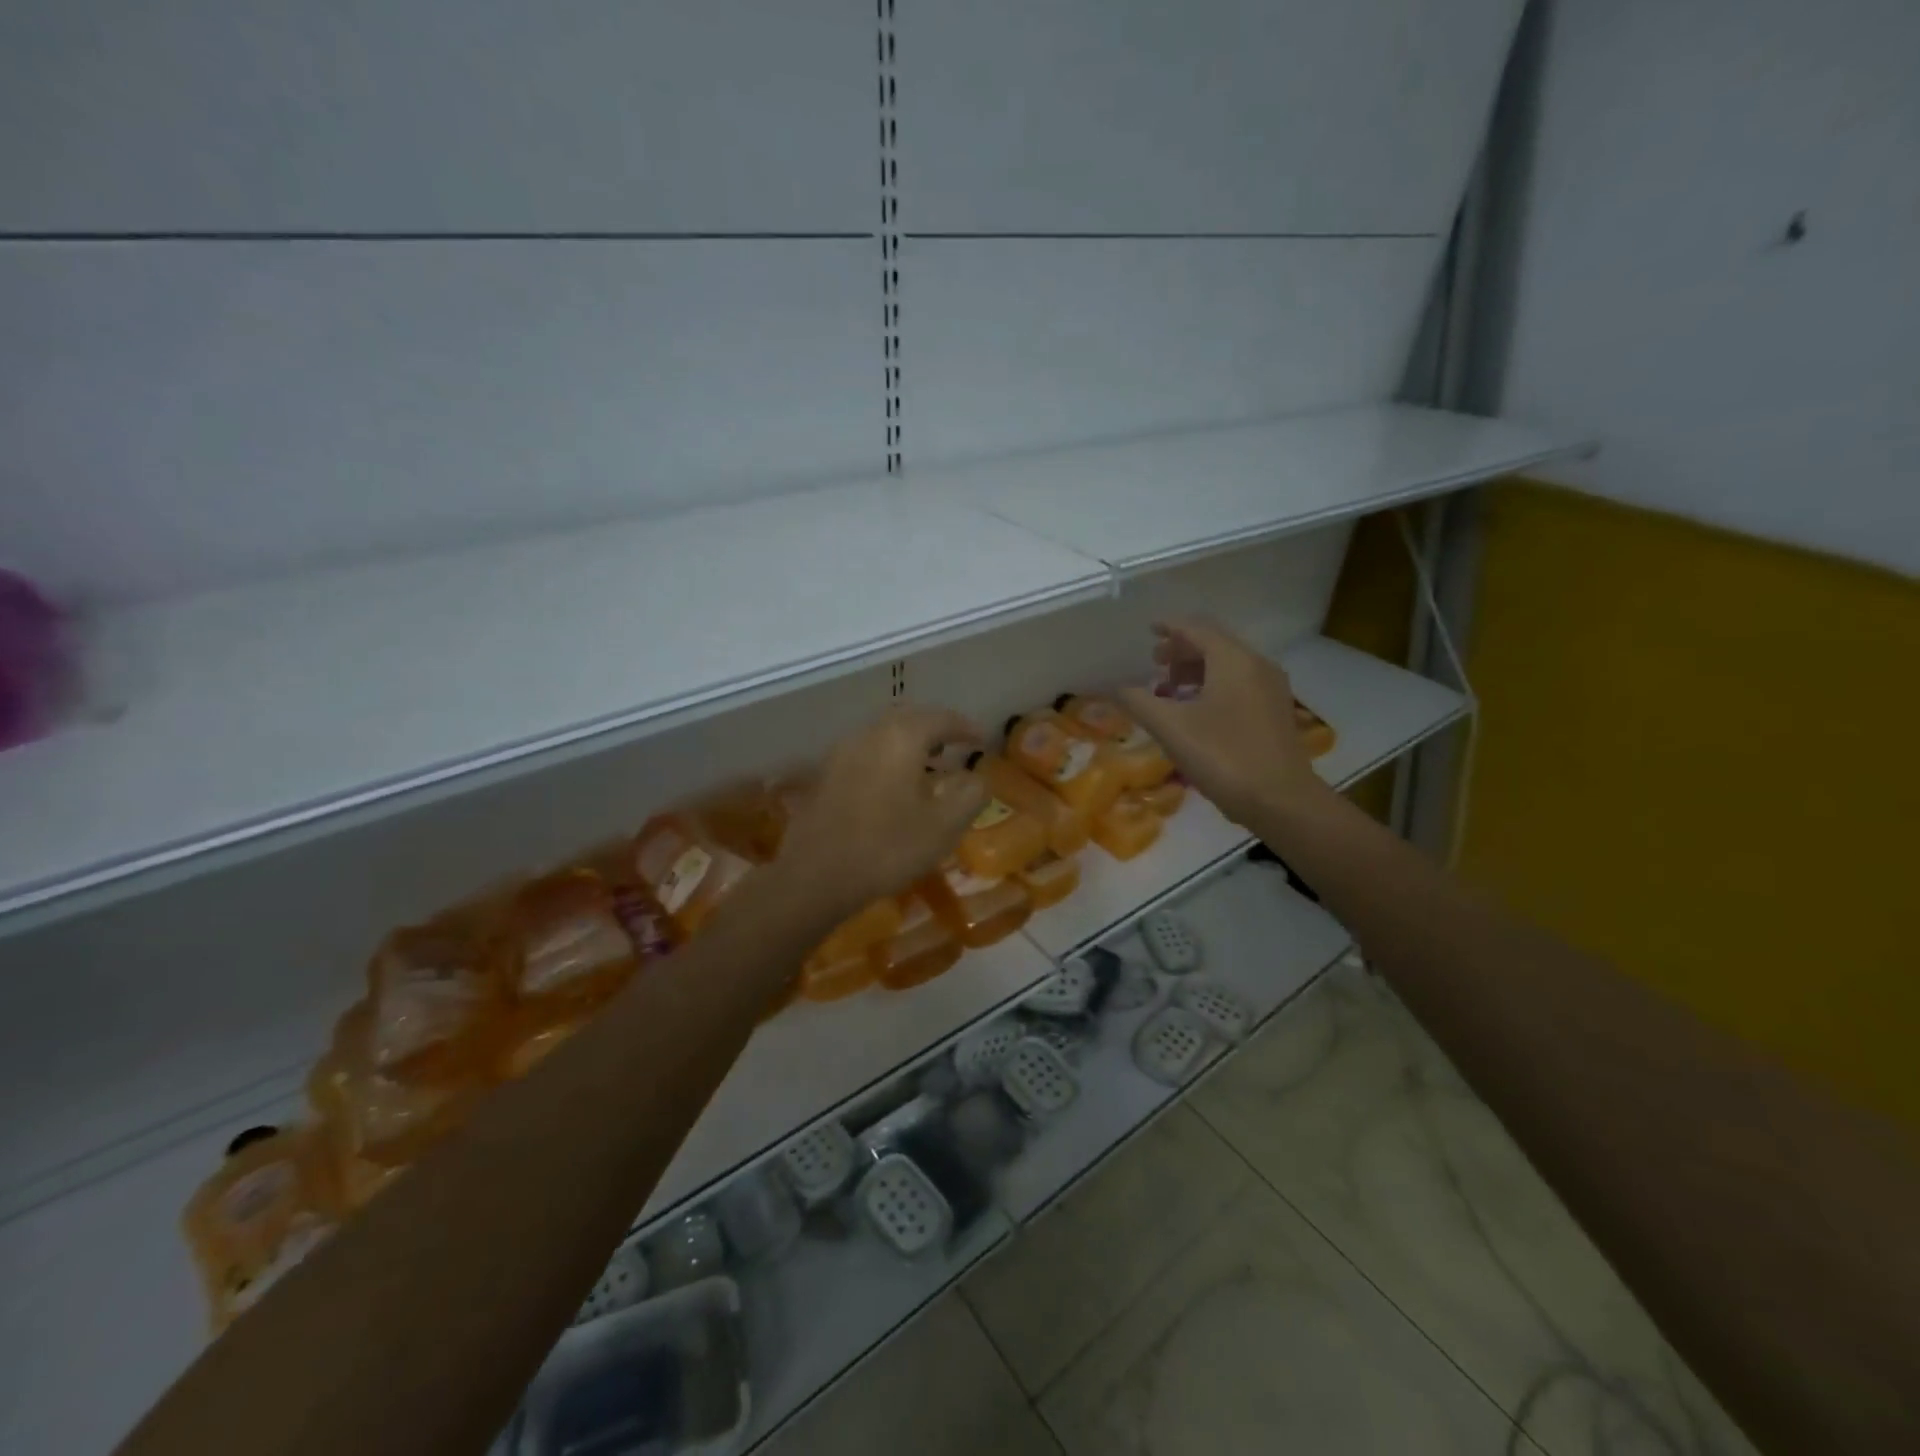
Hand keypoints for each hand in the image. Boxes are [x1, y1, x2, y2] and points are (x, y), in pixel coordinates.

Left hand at [778, 704, 986, 916]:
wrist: (814, 876)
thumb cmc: (887, 847)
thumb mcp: (943, 826)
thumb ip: (970, 795)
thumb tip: (978, 777)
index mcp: (901, 737)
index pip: (941, 718)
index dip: (966, 728)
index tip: (983, 740)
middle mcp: (869, 733)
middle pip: (909, 719)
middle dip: (936, 730)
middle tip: (956, 747)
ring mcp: (841, 752)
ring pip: (884, 736)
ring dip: (910, 745)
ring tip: (929, 768)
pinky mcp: (825, 775)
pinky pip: (866, 754)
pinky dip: (887, 760)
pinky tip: (894, 787)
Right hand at [1120, 618, 1326, 827]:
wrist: (1281, 800)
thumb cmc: (1223, 756)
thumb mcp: (1171, 728)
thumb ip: (1139, 701)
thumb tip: (1117, 687)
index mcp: (1232, 659)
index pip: (1196, 629)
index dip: (1169, 627)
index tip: (1149, 630)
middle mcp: (1256, 664)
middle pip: (1214, 643)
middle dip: (1182, 650)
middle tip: (1154, 663)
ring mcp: (1271, 688)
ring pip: (1228, 664)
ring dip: (1197, 669)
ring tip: (1170, 689)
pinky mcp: (1275, 711)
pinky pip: (1240, 683)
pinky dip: (1214, 685)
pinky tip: (1196, 710)